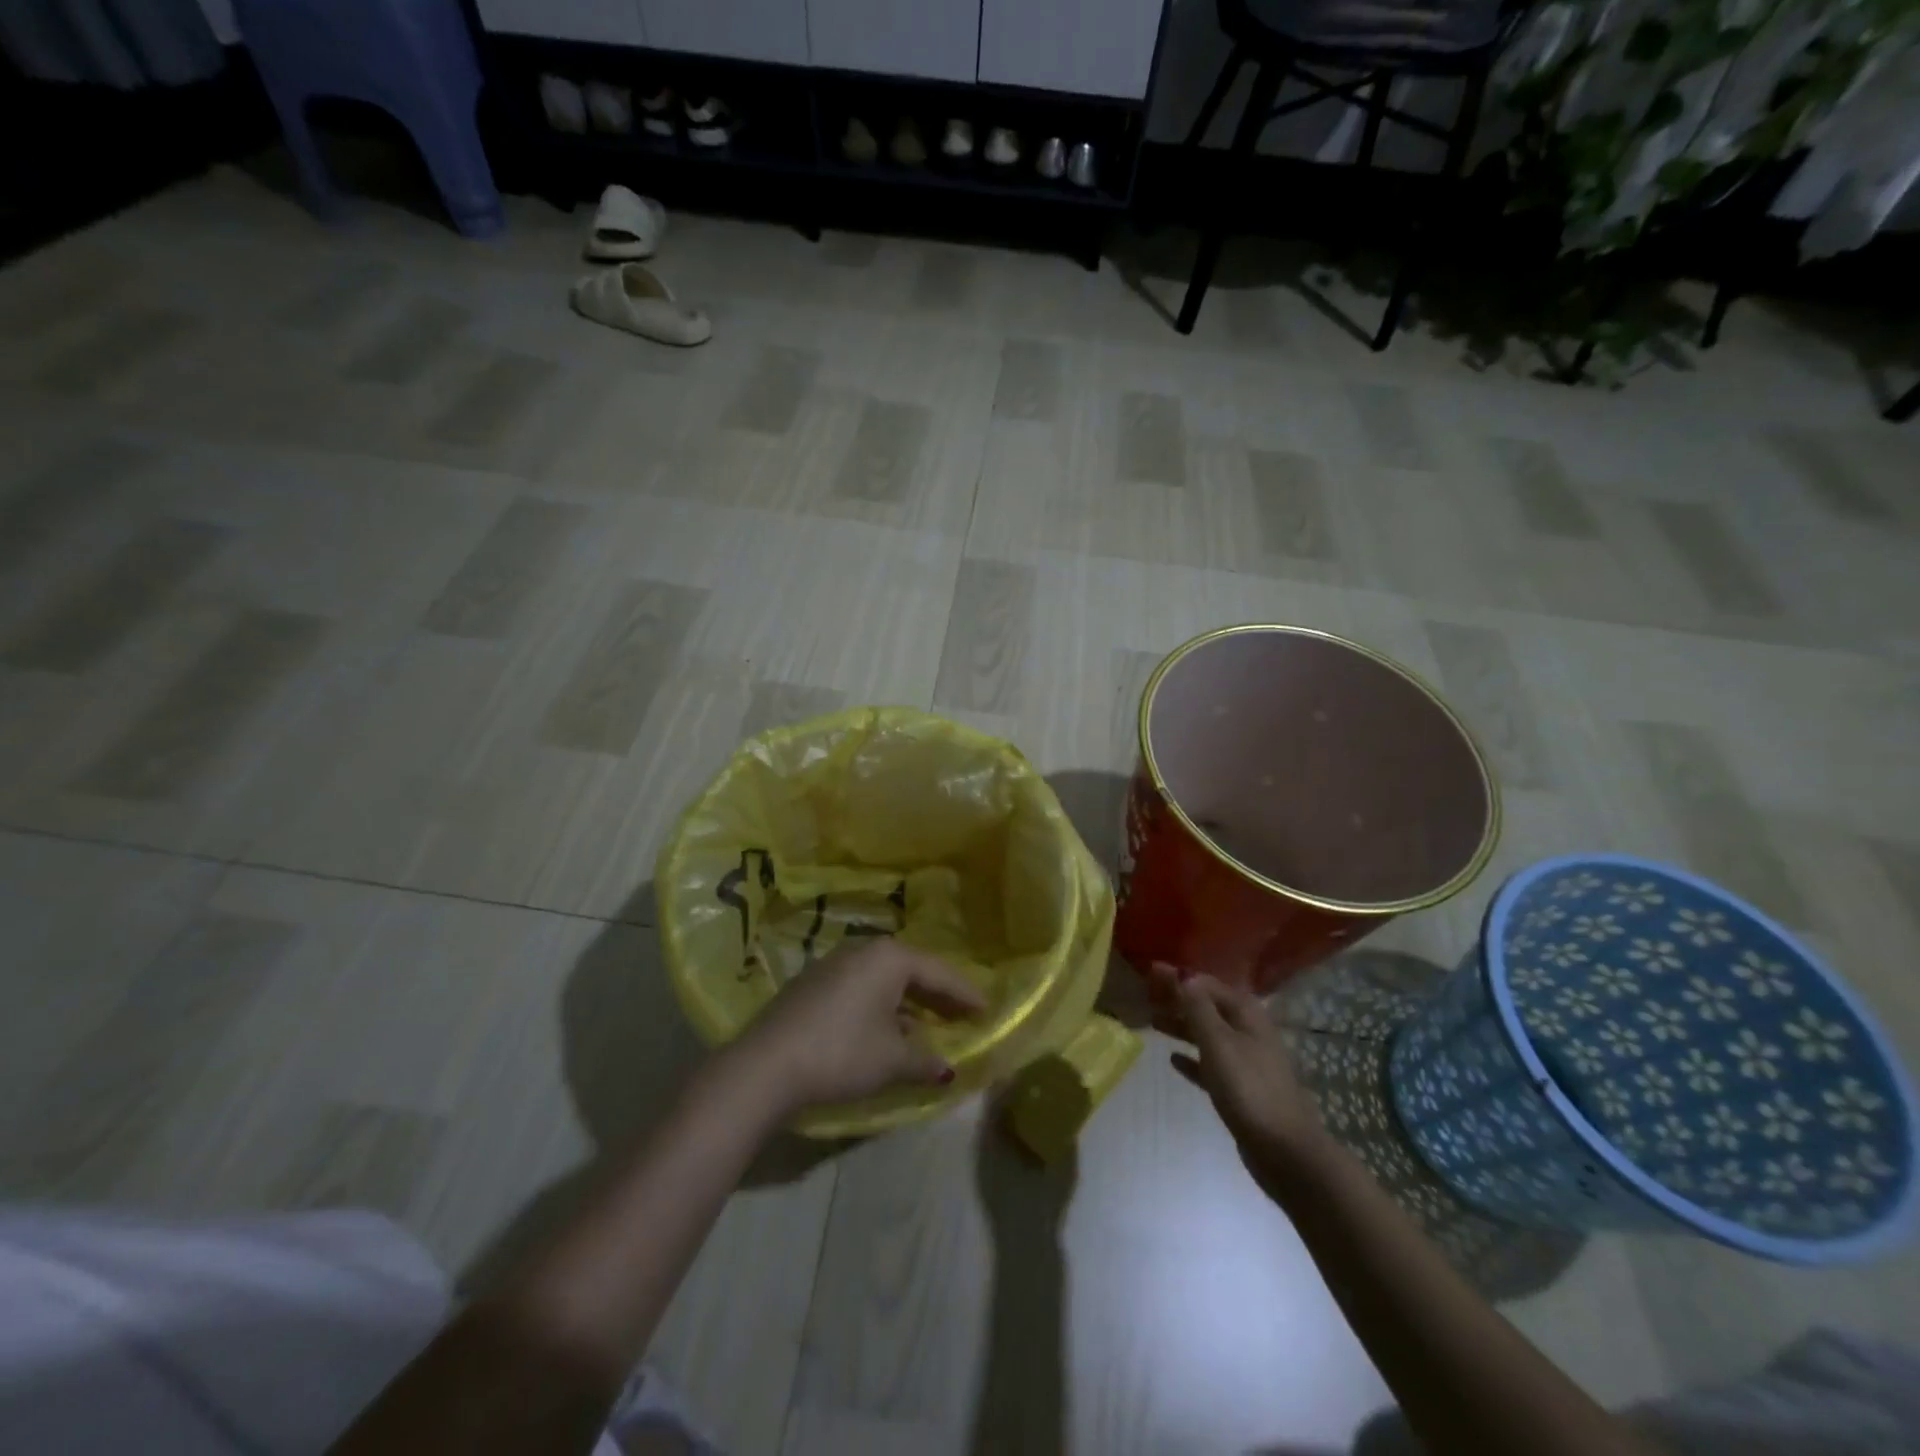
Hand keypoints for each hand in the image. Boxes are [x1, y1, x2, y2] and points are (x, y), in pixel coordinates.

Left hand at [732, 939, 987, 1113]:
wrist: (766, 1065)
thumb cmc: (842, 1053)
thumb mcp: (891, 1060)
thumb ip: (925, 1061)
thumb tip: (947, 1069)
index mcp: (889, 957)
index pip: (938, 972)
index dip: (965, 993)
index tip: (987, 1009)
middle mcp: (863, 950)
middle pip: (912, 971)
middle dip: (938, 995)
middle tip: (963, 1015)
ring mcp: (834, 964)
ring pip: (885, 980)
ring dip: (909, 1003)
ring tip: (929, 1026)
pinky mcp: (813, 984)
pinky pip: (862, 988)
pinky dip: (882, 1006)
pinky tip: (887, 1030)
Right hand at [1151, 965, 1326, 1180]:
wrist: (1284, 1150)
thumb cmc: (1248, 1087)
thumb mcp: (1218, 1041)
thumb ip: (1197, 1007)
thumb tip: (1182, 973)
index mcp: (1245, 1013)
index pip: (1206, 984)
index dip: (1178, 978)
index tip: (1149, 973)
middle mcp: (1247, 1030)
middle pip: (1207, 1007)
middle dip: (1178, 1000)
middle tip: (1145, 997)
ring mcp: (1245, 1060)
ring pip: (1207, 1034)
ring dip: (1181, 1027)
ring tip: (1153, 1022)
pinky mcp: (1240, 1088)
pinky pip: (1210, 1064)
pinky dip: (1192, 1058)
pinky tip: (1173, 1060)